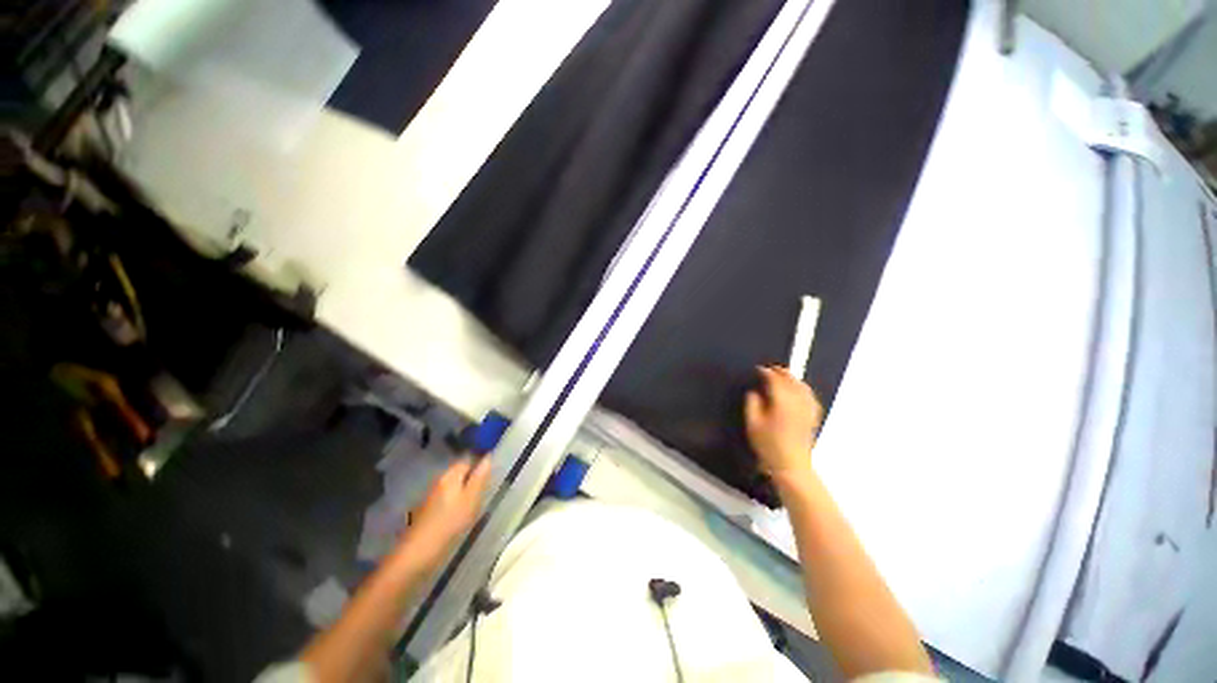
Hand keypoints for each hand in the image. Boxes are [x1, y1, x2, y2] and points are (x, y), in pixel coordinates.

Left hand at [398, 457, 491, 570]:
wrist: (417, 553)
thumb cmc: (450, 523)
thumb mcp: (472, 498)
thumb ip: (480, 477)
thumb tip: (488, 456)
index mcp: (450, 475)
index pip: (467, 459)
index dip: (479, 462)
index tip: (492, 471)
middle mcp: (439, 481)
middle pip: (459, 472)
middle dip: (472, 476)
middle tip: (486, 487)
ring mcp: (432, 496)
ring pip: (453, 486)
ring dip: (464, 489)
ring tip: (477, 501)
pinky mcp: (428, 511)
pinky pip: (447, 498)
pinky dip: (456, 501)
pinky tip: (461, 513)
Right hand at [745, 366, 824, 483]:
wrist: (791, 465)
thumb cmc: (768, 445)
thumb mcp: (752, 423)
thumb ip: (752, 403)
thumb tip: (755, 392)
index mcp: (782, 401)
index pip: (775, 380)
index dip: (766, 372)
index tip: (758, 369)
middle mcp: (797, 402)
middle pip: (791, 380)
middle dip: (781, 372)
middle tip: (770, 369)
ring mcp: (807, 409)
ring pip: (802, 386)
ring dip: (793, 378)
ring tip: (784, 376)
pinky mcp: (812, 417)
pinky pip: (810, 396)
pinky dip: (803, 389)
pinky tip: (799, 391)